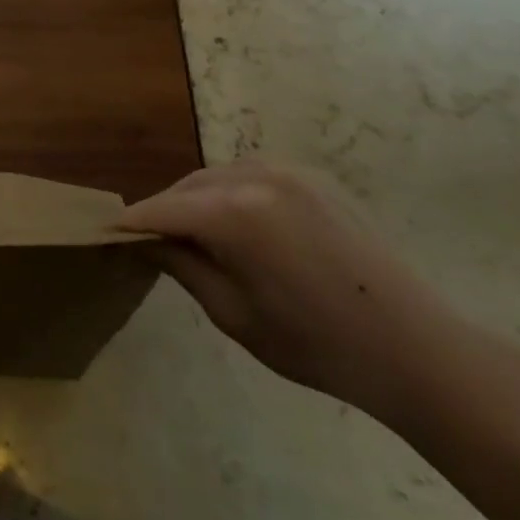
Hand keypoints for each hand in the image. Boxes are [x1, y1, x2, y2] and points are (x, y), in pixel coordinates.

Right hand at [118, 161, 466, 421]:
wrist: (414, 348)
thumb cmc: (316, 343)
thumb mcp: (233, 314)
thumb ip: (182, 266)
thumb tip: (147, 240)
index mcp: (234, 212)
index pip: (161, 209)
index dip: (131, 224)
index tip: (105, 234)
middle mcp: (256, 176)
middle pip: (187, 186)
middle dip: (165, 211)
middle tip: (149, 242)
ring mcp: (289, 171)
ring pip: (217, 176)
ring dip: (197, 200)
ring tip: (192, 234)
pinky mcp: (313, 178)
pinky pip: (252, 175)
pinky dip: (230, 193)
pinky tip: (236, 224)